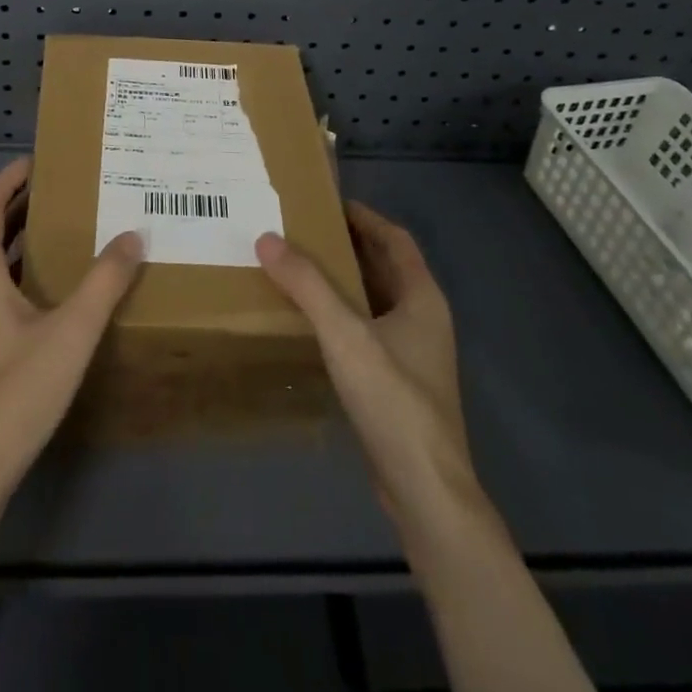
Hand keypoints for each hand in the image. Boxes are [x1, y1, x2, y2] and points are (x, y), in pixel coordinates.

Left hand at [0, 157, 144, 515]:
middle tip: (57, 186)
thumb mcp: (70, 334)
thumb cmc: (14, 394)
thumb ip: (104, 283)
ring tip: (58, 223)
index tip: (39, 160)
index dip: (7, 180)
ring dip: (12, 234)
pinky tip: (48, 283)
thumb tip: (133, 235)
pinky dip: (13, 266)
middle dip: (13, 202)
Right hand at [256, 201, 476, 528]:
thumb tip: (267, 238)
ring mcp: (413, 353)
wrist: (425, 489)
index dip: (365, 217)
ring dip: (343, 280)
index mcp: (422, 297)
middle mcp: (422, 319)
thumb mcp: (346, 334)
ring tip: (299, 267)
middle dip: (347, 245)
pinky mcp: (398, 382)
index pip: (395, 239)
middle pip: (385, 267)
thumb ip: (307, 285)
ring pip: (375, 300)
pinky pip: (367, 330)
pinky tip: (311, 321)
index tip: (327, 202)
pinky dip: (342, 314)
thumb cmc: (393, 400)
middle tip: (302, 231)